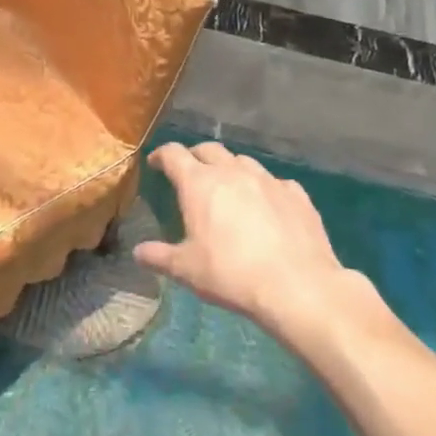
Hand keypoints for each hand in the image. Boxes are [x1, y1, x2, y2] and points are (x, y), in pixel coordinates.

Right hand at [134, 142, 388, 350]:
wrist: (297, 286)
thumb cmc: (231, 274)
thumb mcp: (186, 270)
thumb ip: (159, 257)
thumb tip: (138, 252)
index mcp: (200, 183)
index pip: (174, 154)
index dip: (161, 155)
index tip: (155, 163)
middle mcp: (233, 172)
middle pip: (209, 149)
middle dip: (195, 156)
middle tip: (189, 173)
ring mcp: (268, 180)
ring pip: (243, 161)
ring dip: (230, 168)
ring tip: (228, 187)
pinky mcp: (297, 194)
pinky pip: (275, 182)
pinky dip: (263, 188)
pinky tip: (266, 205)